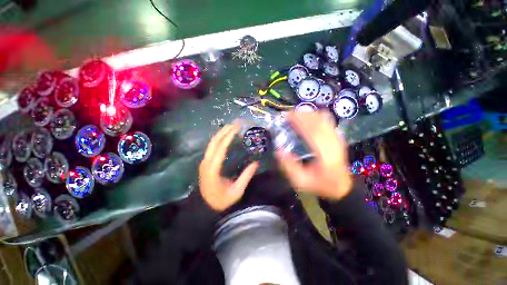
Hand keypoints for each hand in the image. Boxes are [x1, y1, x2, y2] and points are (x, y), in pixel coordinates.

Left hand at [199, 124, 258, 210]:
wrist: (205, 207)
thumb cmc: (221, 200)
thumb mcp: (236, 191)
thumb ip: (246, 176)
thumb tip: (256, 163)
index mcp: (213, 169)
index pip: (221, 148)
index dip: (229, 136)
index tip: (237, 128)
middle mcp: (206, 162)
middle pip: (214, 142)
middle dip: (224, 131)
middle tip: (235, 123)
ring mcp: (204, 162)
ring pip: (211, 143)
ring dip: (221, 133)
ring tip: (231, 127)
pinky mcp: (205, 163)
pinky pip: (211, 147)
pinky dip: (218, 139)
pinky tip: (225, 136)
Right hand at [276, 111, 351, 200]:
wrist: (340, 187)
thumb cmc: (319, 185)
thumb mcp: (300, 181)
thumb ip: (289, 166)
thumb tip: (279, 150)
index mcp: (324, 155)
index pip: (312, 132)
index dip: (300, 121)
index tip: (288, 116)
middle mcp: (333, 144)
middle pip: (319, 123)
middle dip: (303, 115)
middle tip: (290, 113)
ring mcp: (338, 140)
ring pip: (325, 120)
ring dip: (310, 114)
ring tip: (297, 114)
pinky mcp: (338, 138)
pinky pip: (329, 122)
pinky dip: (318, 117)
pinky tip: (309, 117)